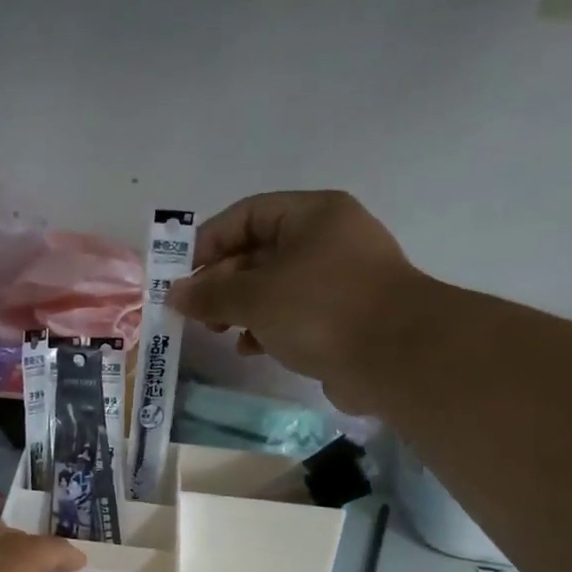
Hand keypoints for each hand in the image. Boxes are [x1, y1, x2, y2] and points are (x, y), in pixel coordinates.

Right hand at [169, 190, 426, 412]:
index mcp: (312, 215)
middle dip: (221, 281)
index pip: (247, 215)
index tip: (179, 274)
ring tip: (217, 332)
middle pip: (259, 252)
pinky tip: (249, 349)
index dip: (208, 241)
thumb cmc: (321, 309)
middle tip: (194, 311)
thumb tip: (174, 294)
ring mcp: (338, 280)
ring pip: (274, 286)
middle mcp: (327, 239)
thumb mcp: (255, 297)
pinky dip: (266, 328)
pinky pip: (293, 314)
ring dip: (240, 308)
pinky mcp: (343, 317)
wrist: (397, 357)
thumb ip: (210, 294)